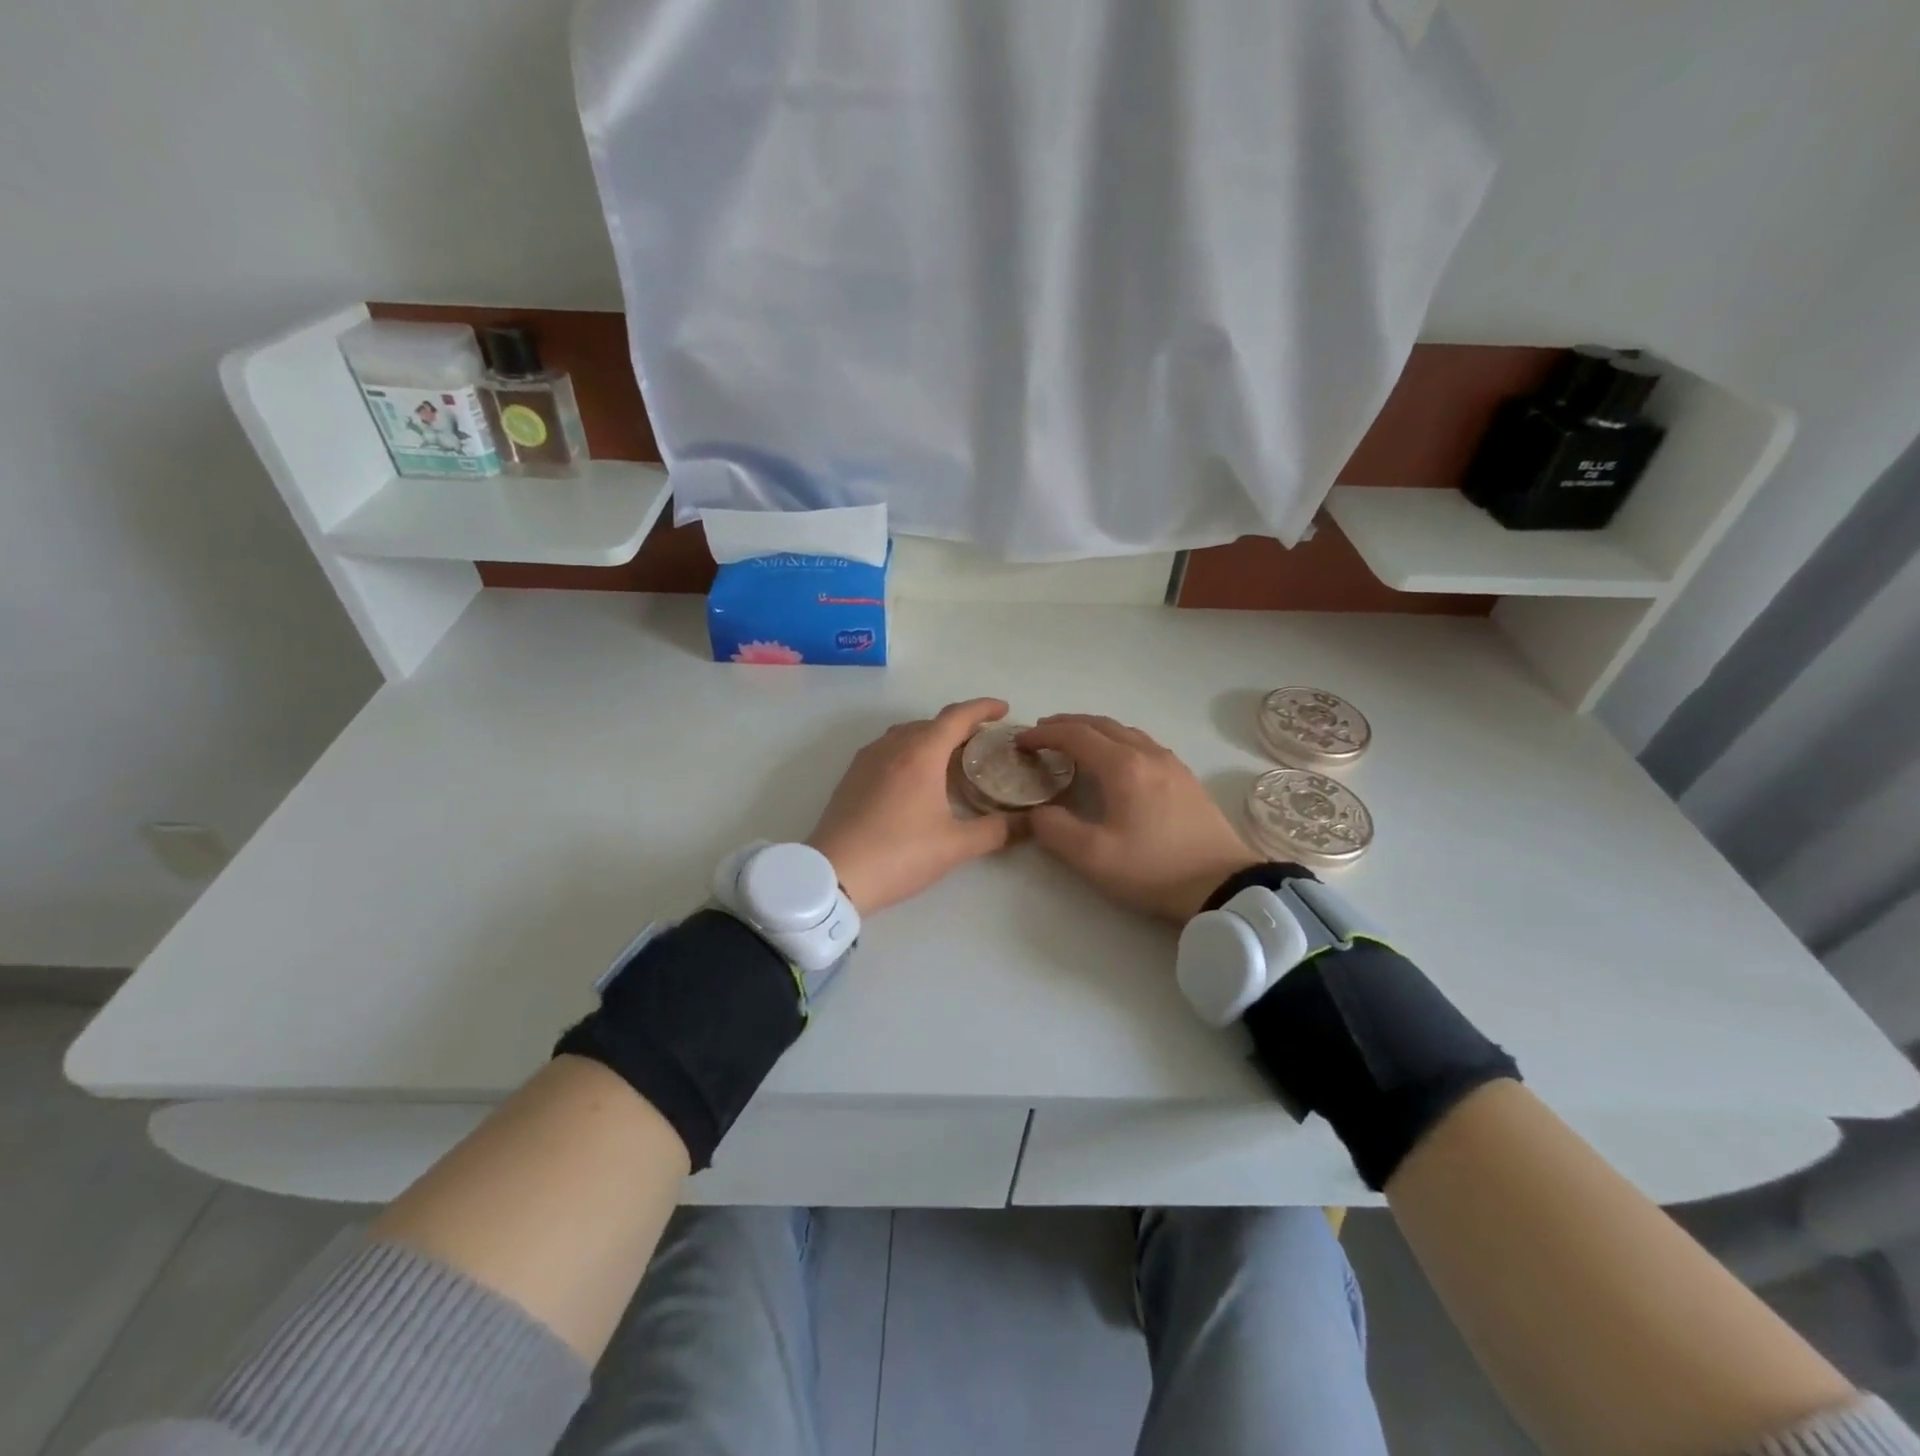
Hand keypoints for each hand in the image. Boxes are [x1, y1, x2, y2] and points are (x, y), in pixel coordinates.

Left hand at [809, 699, 1016, 915]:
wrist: (833, 875)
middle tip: (984, 744)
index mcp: (921, 753)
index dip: (983, 708)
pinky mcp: (852, 776)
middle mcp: (893, 746)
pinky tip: (916, 779)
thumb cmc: (899, 854)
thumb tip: (1028, 823)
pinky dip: (910, 751)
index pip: (958, 716)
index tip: (1003, 709)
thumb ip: (996, 831)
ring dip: (933, 738)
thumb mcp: (955, 846)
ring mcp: (867, 759)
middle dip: (960, 726)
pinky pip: (888, 749)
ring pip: (907, 734)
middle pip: (932, 723)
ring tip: (952, 759)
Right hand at [1017, 715, 1259, 921]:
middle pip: (1101, 724)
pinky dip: (1116, 740)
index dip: (1044, 734)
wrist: (1224, 885)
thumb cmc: (1155, 869)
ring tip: (1073, 743)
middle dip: (1066, 725)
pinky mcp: (1185, 778)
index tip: (1020, 742)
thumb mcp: (1094, 857)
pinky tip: (1115, 760)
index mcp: (1123, 767)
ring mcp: (1171, 763)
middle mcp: (1147, 754)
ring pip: (1125, 731)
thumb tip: (1038, 812)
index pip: (1075, 735)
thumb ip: (1055, 830)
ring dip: (1093, 730)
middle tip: (1040, 734)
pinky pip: (1143, 743)